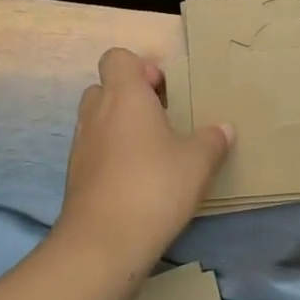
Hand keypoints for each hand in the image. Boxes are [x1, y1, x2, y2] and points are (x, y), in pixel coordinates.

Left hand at [55, 48, 231, 272]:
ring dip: (121, 127)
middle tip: (161, 120)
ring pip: (98, 120)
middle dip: (131, 98)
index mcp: (124, 95)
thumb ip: (212, 140)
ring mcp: (81, 145)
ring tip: (152, 152)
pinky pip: (94, 151)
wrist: (103, 242)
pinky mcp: (75, 176)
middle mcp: (97, 112)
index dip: (140, 67)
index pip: (117, 58)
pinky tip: (137, 180)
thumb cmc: (154, 186)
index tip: (164, 91)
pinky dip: (111, 156)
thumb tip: (224, 128)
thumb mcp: (198, 161)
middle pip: (105, 87)